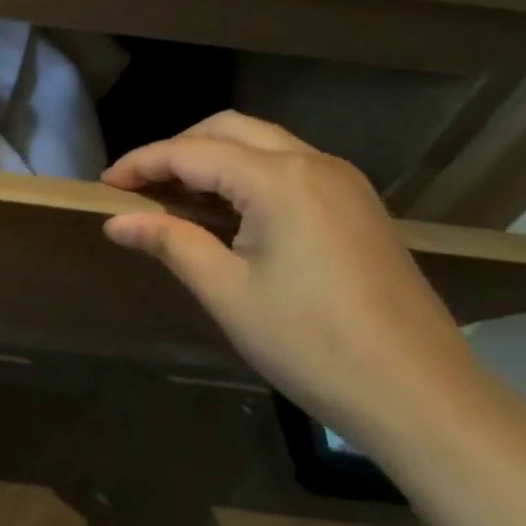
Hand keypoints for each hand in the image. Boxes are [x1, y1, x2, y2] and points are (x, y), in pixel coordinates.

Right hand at [101, 112, 488, 453]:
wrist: (421, 395)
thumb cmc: (311, 343)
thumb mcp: (227, 292)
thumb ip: (170, 242)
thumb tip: (116, 221)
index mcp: (280, 180)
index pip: (192, 152)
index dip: (142, 164)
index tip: (104, 186)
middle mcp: (315, 164)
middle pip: (229, 130)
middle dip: (177, 150)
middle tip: (139, 187)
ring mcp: (344, 183)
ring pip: (262, 145)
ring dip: (213, 160)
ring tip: (175, 199)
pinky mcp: (358, 207)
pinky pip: (289, 168)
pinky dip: (246, 176)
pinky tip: (227, 213)